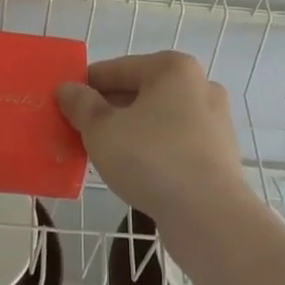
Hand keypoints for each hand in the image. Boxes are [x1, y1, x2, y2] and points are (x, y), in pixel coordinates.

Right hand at [55, 51, 255, 233]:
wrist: (210, 217)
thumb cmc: (152, 159)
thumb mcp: (102, 129)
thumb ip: (81, 105)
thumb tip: (67, 89)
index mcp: (173, 68)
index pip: (117, 68)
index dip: (86, 85)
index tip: (64, 104)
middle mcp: (199, 86)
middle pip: (140, 92)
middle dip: (109, 110)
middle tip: (80, 131)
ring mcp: (214, 121)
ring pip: (158, 119)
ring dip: (130, 131)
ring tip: (103, 153)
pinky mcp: (220, 155)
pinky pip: (175, 144)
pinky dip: (153, 151)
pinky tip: (135, 172)